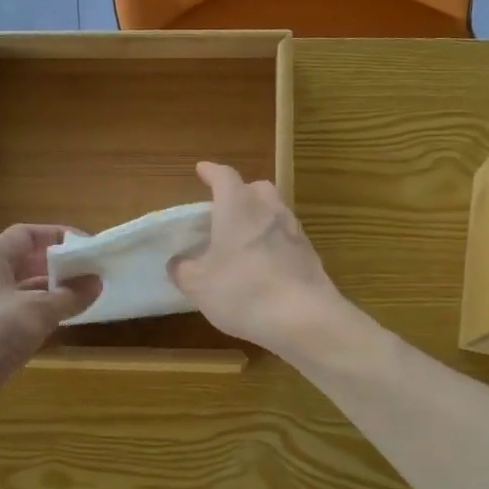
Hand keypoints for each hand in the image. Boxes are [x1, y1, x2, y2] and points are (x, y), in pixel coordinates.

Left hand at [0, 225, 97, 392]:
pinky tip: (56, 323)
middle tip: (86, 272)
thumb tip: (96, 282)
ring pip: (17, 288)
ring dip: (46, 291)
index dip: (57, 236)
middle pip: (21, 260)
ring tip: (79, 297)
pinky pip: (12, 312)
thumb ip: (70, 295)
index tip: (86, 246)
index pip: (26, 234)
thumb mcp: (39, 310)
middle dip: (54, 265)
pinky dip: (34, 313)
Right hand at [169, 162, 345, 356]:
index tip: (202, 170)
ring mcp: (294, 231)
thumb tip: (178, 263)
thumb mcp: (199, 285)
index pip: (224, 176)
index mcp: (238, 207)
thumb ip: (184, 270)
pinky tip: (265, 265)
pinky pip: (287, 237)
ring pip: (275, 211)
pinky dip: (274, 242)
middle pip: (256, 188)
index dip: (211, 172)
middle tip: (225, 208)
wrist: (305, 318)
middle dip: (240, 192)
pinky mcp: (310, 254)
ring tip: (244, 239)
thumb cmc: (243, 291)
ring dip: (259, 217)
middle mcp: (269, 210)